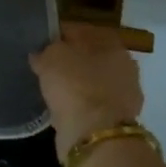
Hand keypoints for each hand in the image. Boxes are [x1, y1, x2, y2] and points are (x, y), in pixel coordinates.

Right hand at [30, 22, 144, 162]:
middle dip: (69, 61)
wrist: (94, 135)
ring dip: (75, 84)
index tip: (40, 43)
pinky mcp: (115, 121)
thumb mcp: (51, 57)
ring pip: (92, 82)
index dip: (58, 35)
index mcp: (112, 44)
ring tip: (51, 88)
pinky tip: (61, 107)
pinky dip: (78, 105)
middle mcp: (124, 67)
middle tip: (45, 66)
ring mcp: (123, 96)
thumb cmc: (75, 85)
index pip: (80, 31)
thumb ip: (45, 50)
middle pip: (90, 57)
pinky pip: (91, 105)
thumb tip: (41, 54)